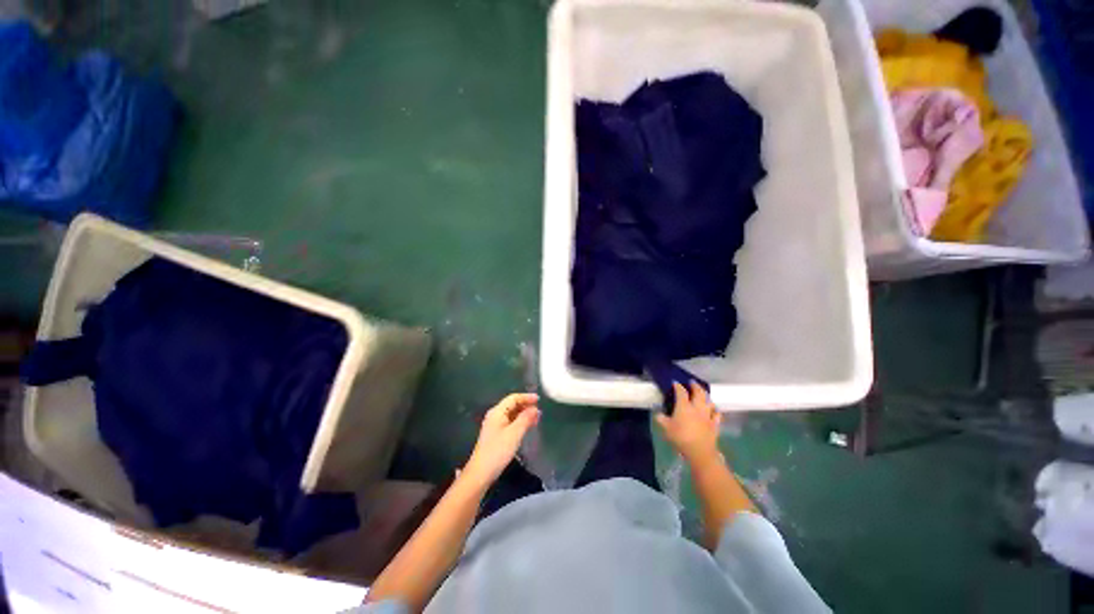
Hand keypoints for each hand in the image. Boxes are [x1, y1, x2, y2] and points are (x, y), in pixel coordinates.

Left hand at [463, 393, 540, 487]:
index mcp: (497, 412)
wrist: (481, 473)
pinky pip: (510, 423)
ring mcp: (494, 425)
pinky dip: (519, 422)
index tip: (539, 400)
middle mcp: (495, 415)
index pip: (513, 398)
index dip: (526, 397)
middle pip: (512, 405)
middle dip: (526, 406)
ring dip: (523, 415)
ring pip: (511, 415)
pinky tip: (526, 428)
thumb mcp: (514, 433)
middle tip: (539, 411)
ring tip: (536, 419)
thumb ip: (525, 418)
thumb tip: (535, 409)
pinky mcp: (496, 435)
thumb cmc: (498, 450)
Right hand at [655, 382, 722, 466]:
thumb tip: (658, 414)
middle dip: (695, 386)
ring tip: (703, 394)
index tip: (675, 382)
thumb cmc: (680, 438)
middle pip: (699, 392)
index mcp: (684, 406)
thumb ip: (661, 419)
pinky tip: (713, 410)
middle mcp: (697, 407)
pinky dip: (715, 410)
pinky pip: (717, 414)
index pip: (681, 392)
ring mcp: (708, 415)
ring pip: (709, 401)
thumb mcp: (666, 428)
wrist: (700, 452)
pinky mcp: (715, 424)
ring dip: (706, 396)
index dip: (677, 386)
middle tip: (692, 382)